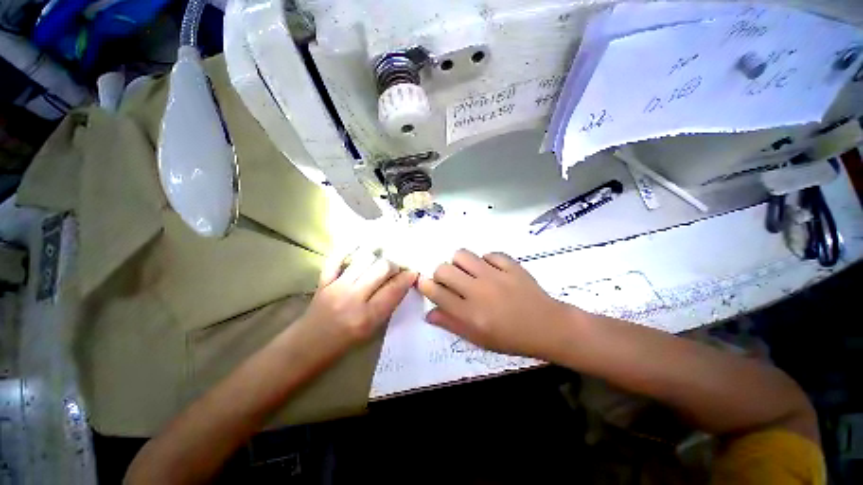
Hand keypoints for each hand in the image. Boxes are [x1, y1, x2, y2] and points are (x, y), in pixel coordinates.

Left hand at [299, 249, 416, 351]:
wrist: (308, 346)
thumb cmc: (344, 342)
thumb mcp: (372, 330)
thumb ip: (388, 306)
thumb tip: (403, 284)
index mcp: (367, 316)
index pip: (394, 289)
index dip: (407, 277)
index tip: (413, 272)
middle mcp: (353, 298)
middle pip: (382, 267)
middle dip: (394, 265)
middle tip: (396, 269)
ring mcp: (336, 286)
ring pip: (364, 258)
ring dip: (376, 257)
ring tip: (379, 262)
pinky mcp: (323, 280)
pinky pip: (337, 257)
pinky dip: (348, 249)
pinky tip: (358, 246)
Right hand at [417, 249, 569, 357]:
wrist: (548, 327)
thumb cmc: (511, 338)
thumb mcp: (478, 339)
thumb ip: (452, 324)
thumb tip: (428, 314)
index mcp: (470, 314)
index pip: (437, 293)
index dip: (425, 285)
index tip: (424, 282)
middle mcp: (479, 291)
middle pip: (444, 269)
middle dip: (441, 273)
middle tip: (451, 281)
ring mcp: (496, 275)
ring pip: (463, 255)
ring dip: (460, 263)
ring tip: (470, 272)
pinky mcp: (510, 265)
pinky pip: (489, 254)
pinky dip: (486, 261)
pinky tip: (492, 271)